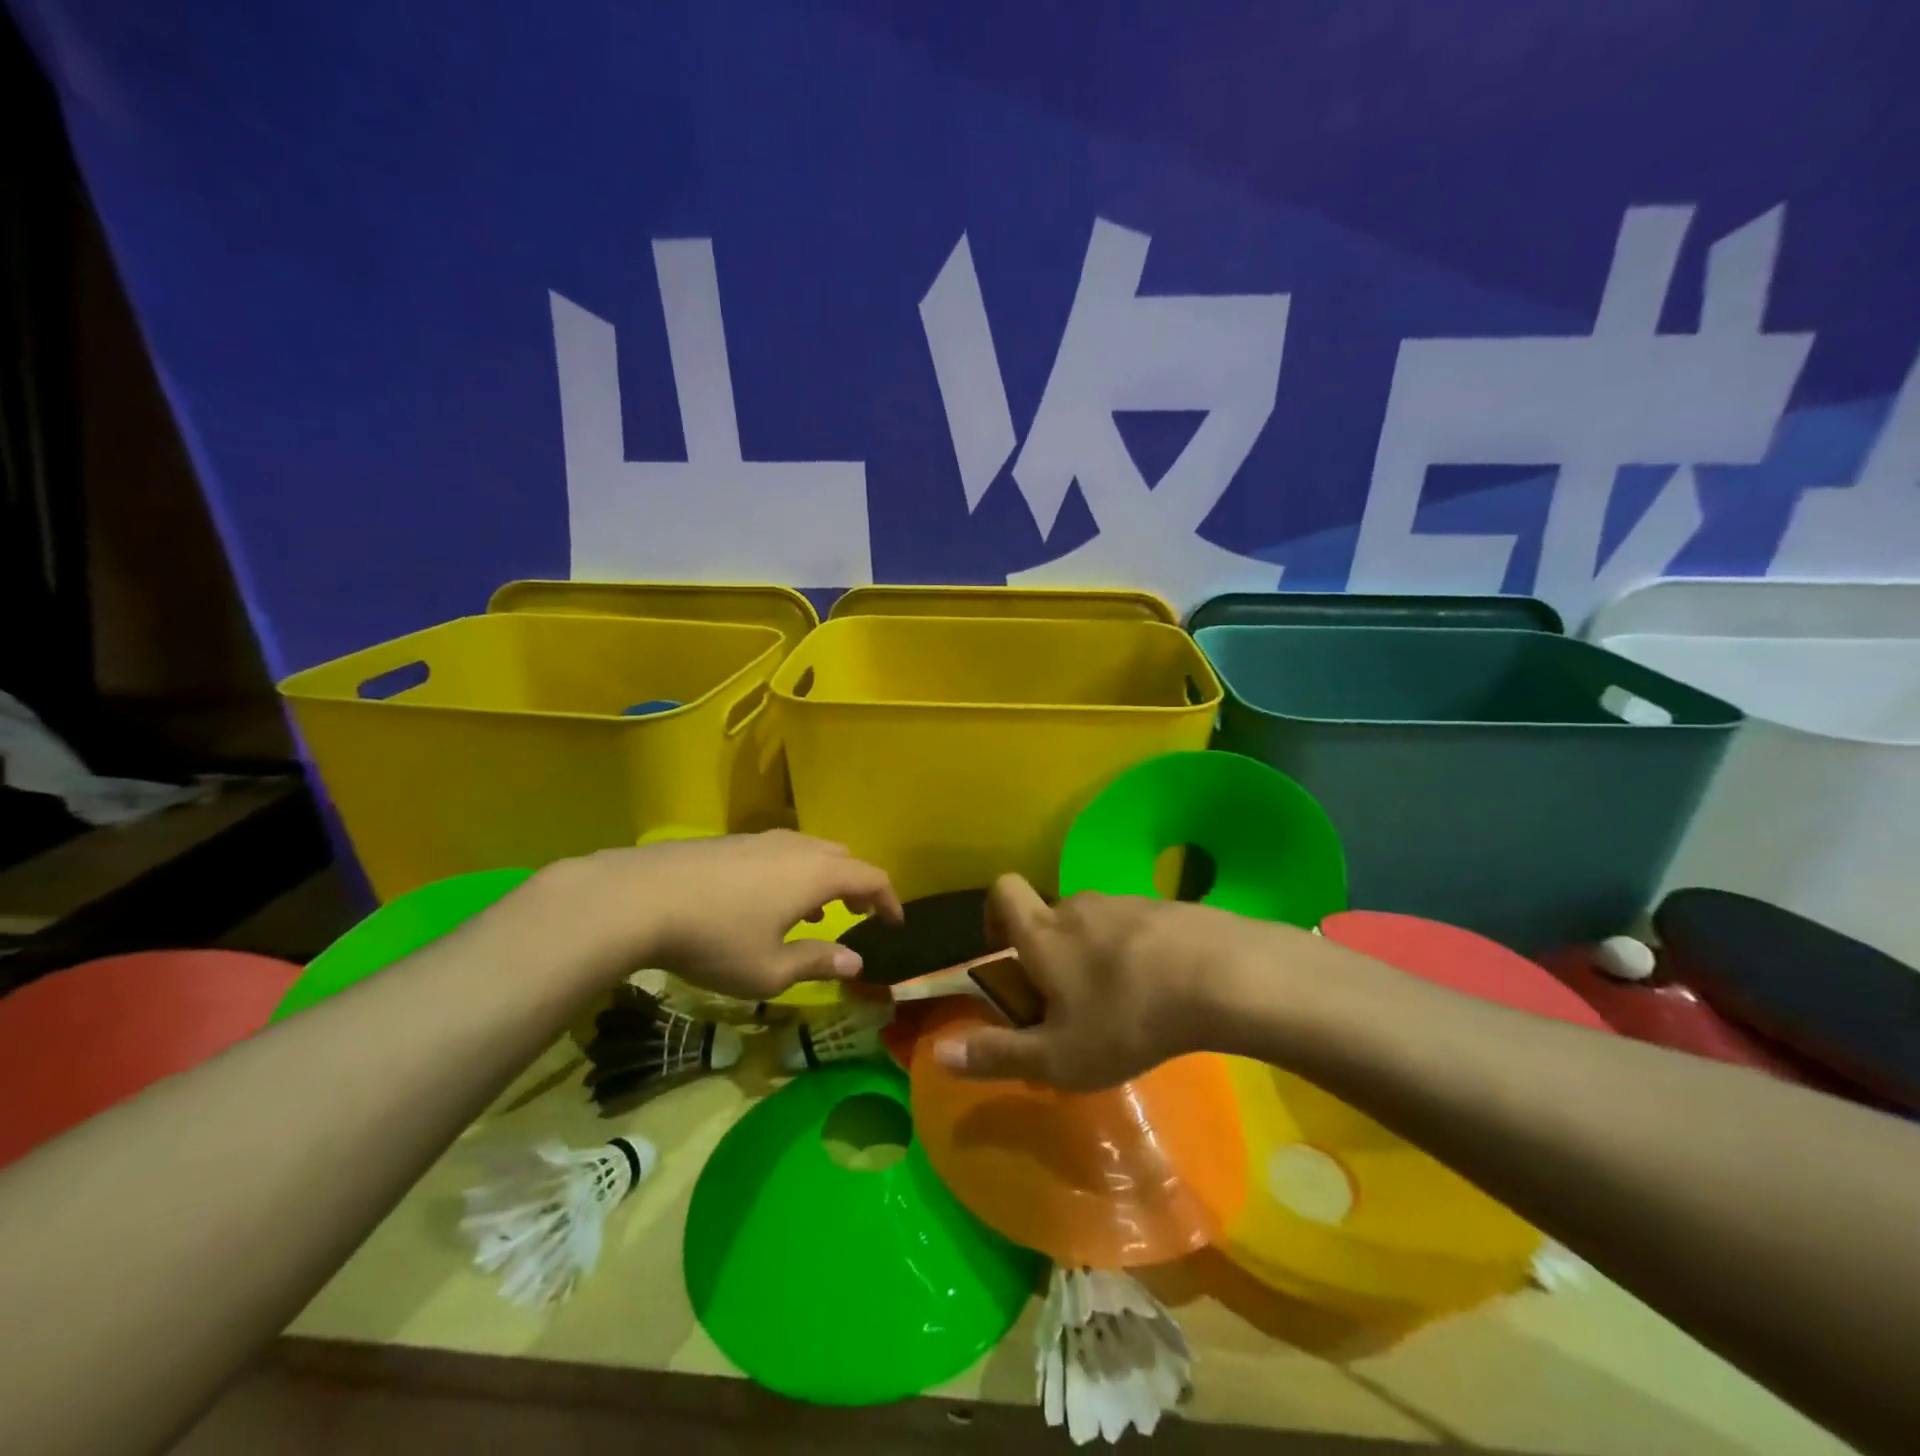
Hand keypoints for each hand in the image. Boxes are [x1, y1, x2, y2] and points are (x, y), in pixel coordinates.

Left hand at [543, 830, 902, 1000]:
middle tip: (857, 914)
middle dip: (857, 885)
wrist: (639, 897)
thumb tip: (856, 962)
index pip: (871, 878)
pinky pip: (780, 852)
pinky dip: (792, 873)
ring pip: (809, 851)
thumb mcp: (769, 969)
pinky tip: (766, 900)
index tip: (895, 923)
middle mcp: (797, 847)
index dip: (889, 900)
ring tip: (814, 912)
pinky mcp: (730, 841)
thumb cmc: (715, 939)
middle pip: (843, 857)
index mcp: (817, 874)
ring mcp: (761, 839)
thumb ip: (817, 963)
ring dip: (823, 879)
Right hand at [930, 873, 1282, 1089]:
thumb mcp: (1058, 1057)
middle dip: (1049, 951)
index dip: (994, 914)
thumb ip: (997, 1055)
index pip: (1003, 892)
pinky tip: (1160, 989)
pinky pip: (1137, 927)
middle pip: (1051, 915)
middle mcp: (1079, 906)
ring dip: (1094, 953)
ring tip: (1119, 1002)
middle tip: (1068, 1003)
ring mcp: (1126, 902)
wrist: (1220, 976)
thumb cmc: (1126, 1018)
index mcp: (1044, 933)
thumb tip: (938, 1054)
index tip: (1004, 952)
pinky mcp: (1168, 908)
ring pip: (1095, 923)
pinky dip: (1135, 952)